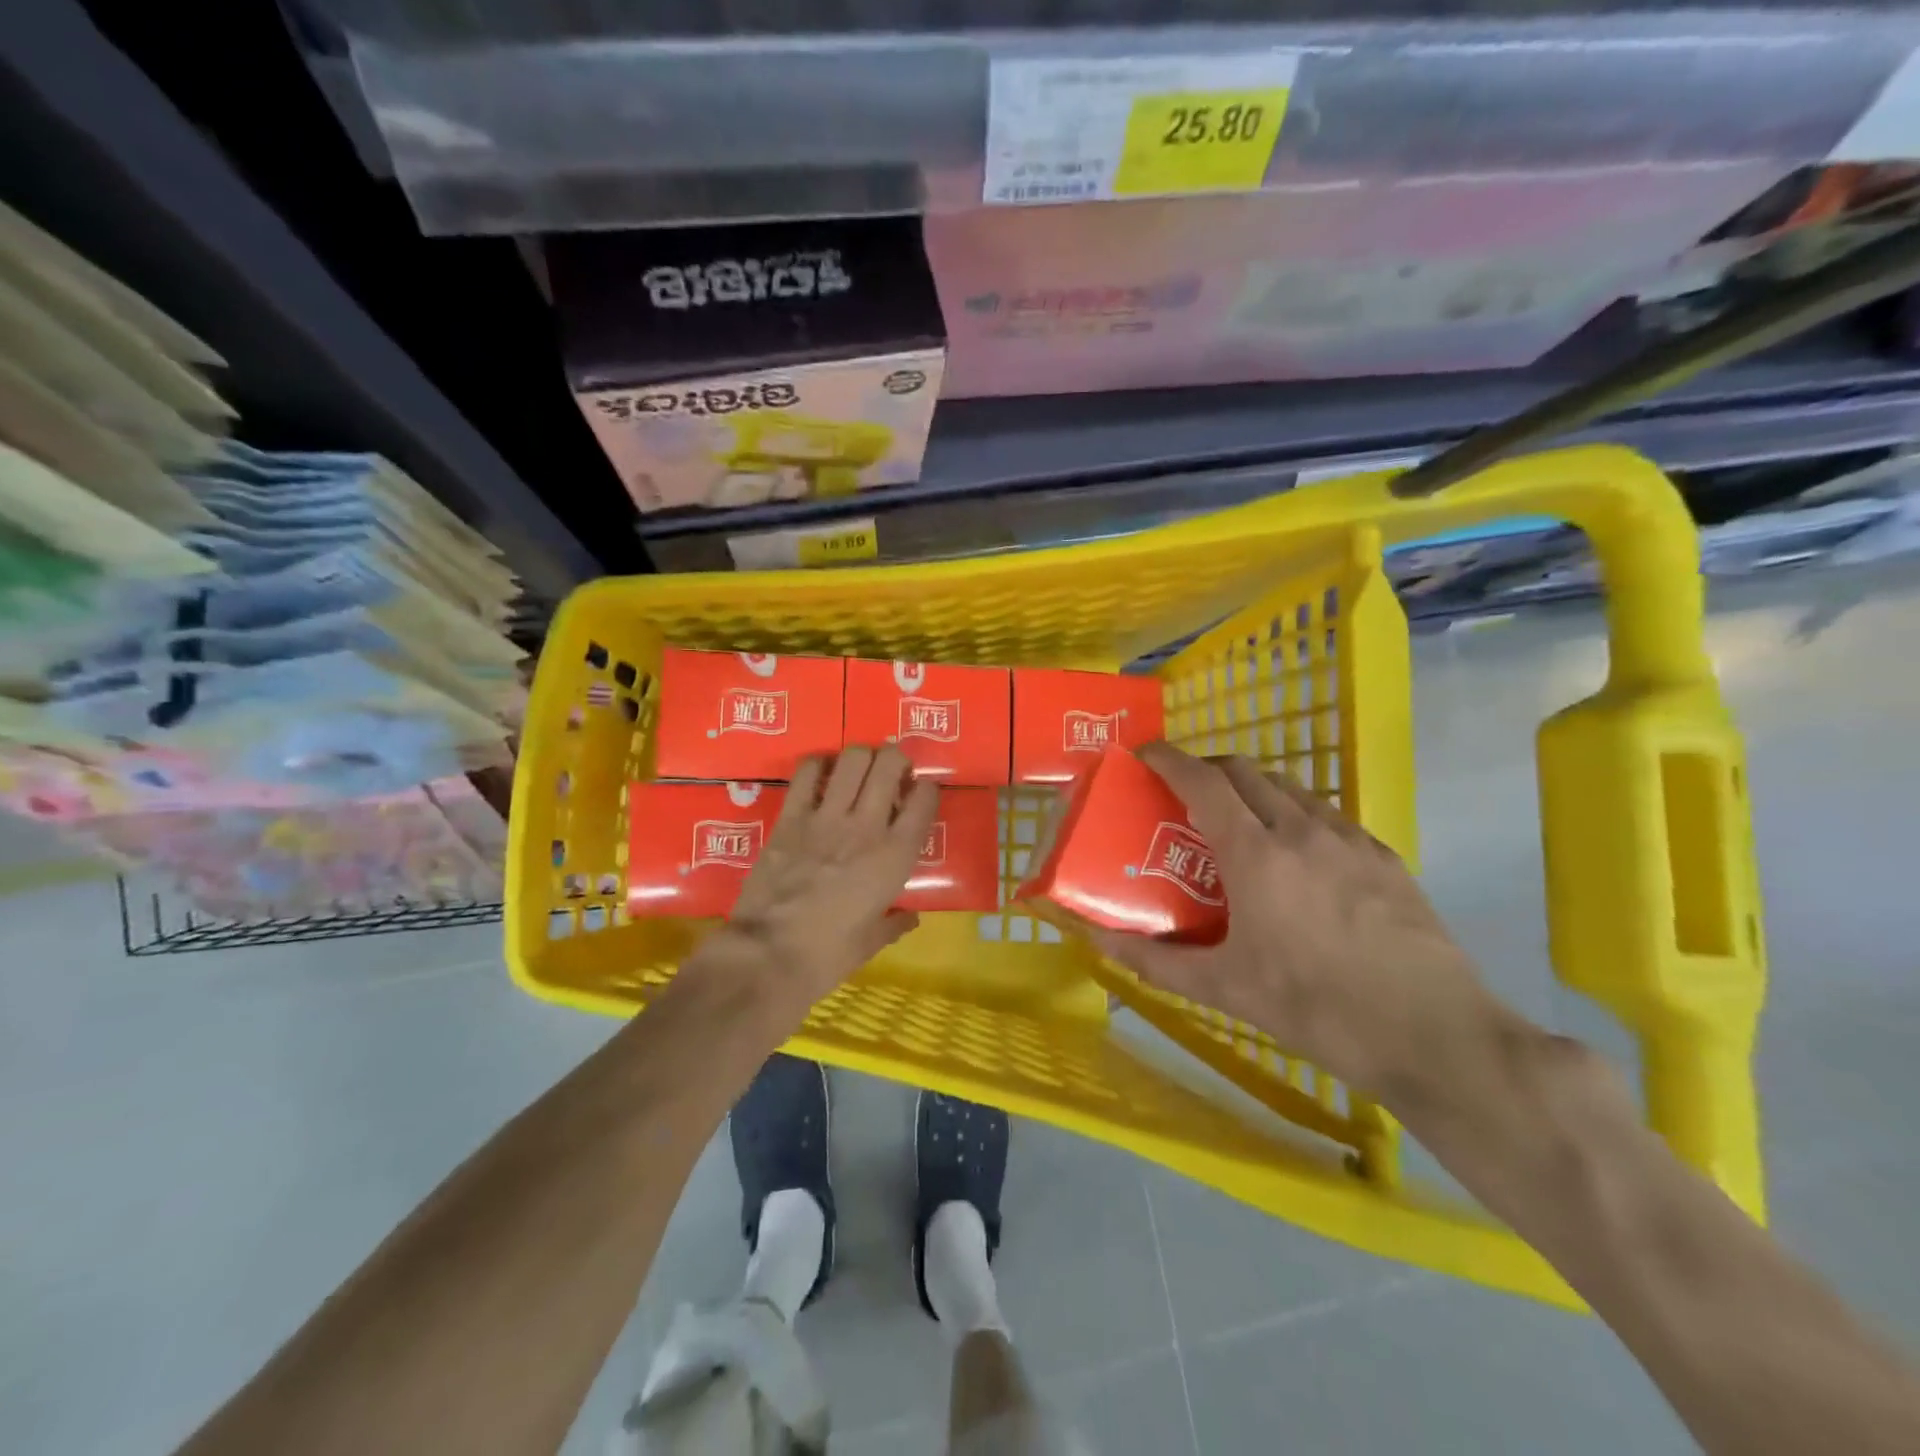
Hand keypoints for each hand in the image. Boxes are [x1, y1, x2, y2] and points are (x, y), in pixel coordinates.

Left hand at [721, 745, 938, 1005]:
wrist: (767, 956)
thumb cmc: (827, 956)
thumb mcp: (870, 943)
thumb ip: (894, 924)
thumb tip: (910, 918)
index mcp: (895, 857)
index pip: (925, 799)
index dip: (927, 789)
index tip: (920, 795)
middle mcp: (867, 826)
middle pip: (890, 765)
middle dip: (897, 759)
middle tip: (892, 773)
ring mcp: (826, 817)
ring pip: (852, 758)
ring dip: (862, 756)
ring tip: (860, 768)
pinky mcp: (790, 817)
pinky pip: (807, 772)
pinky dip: (818, 764)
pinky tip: (821, 774)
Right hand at [1090, 743, 1505, 1103]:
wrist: (1435, 1036)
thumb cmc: (1317, 1009)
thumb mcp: (1225, 989)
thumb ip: (1155, 960)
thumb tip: (1096, 940)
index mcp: (1256, 854)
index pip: (1203, 781)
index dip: (1168, 759)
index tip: (1144, 755)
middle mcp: (1302, 830)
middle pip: (1246, 770)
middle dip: (1208, 768)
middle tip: (1184, 792)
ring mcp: (1350, 840)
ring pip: (1290, 788)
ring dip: (1253, 788)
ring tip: (1238, 821)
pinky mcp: (1385, 858)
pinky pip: (1328, 815)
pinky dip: (1295, 814)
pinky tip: (1298, 857)